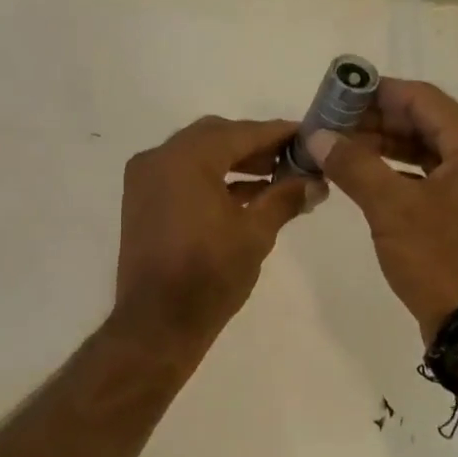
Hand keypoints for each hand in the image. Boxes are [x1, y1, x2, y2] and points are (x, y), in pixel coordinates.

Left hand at [112, 116, 323, 351]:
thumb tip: (316, 183)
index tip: (309, 135)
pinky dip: (211, 179)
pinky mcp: (141, 201)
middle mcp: (159, 158)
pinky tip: (245, 195)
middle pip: (215, 137)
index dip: (278, 133)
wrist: (157, 323)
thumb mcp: (255, 234)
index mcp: (185, 159)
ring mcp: (145, 179)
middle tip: (292, 158)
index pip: (241, 133)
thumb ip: (285, 199)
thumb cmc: (209, 276)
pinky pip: (181, 176)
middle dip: (255, 145)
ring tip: (275, 178)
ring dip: (233, 162)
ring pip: (197, 155)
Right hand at [307, 80, 457, 341]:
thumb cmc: (439, 259)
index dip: (375, 92)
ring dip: (386, 146)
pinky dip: (402, 171)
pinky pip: (437, 175)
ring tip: (341, 147)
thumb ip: (354, 164)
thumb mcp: (391, 208)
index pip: (421, 99)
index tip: (336, 94)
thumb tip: (318, 136)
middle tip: (331, 124)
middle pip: (427, 122)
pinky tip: (367, 175)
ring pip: (430, 149)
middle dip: (376, 121)